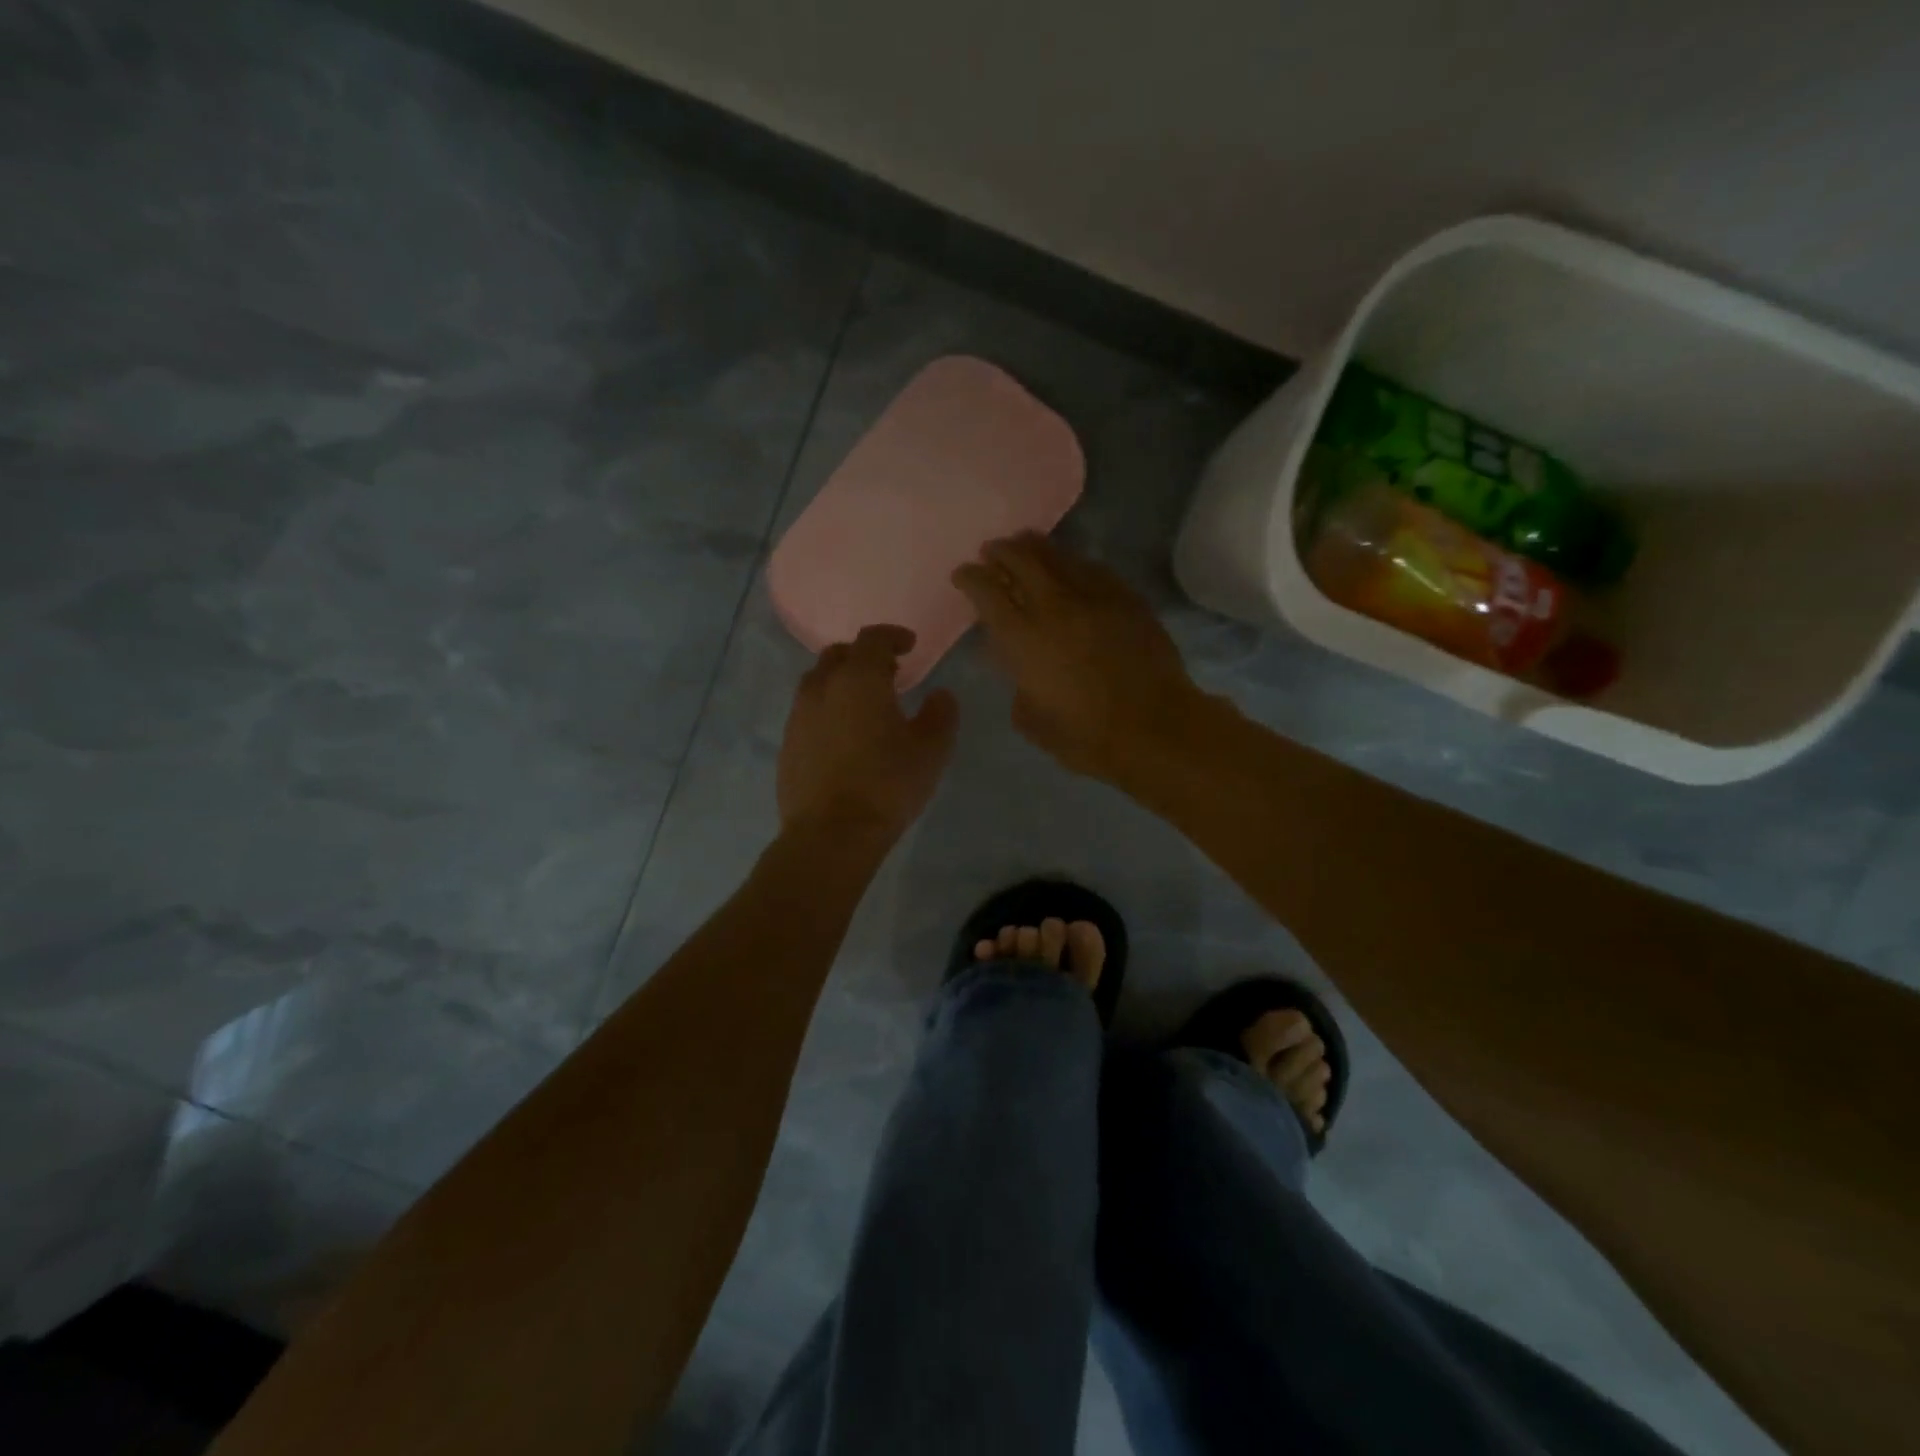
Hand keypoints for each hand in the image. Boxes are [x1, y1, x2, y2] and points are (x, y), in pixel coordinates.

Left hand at [777, 625, 958, 841]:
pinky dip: (827, 711)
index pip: (872, 639)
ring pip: (818, 683)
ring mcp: (798, 717)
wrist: (831, 834)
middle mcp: (822, 688)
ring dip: (841, 683)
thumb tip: (940, 695)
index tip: (909, 645)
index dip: (892, 636)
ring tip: (863, 705)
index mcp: (859, 679)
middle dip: (863, 656)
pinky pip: (807, 713)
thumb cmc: (887, 785)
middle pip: (838, 655)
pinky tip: (843, 737)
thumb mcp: (931, 750)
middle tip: (887, 673)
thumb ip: (941, 714)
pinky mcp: (787, 745)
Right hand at [952, 533, 1203, 781]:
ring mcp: (1094, 597)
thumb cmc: (1085, 736)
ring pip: (1058, 556)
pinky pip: (1094, 568)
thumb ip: (1018, 685)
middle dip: (1000, 551)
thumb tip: (1022, 669)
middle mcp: (1054, 606)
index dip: (970, 578)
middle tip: (991, 550)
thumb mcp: (1031, 719)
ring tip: (1025, 543)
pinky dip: (1074, 562)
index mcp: (1022, 637)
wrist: (1154, 728)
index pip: (987, 592)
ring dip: (1035, 547)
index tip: (962, 574)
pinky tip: (1071, 565)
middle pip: (1021, 560)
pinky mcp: (1127, 599)